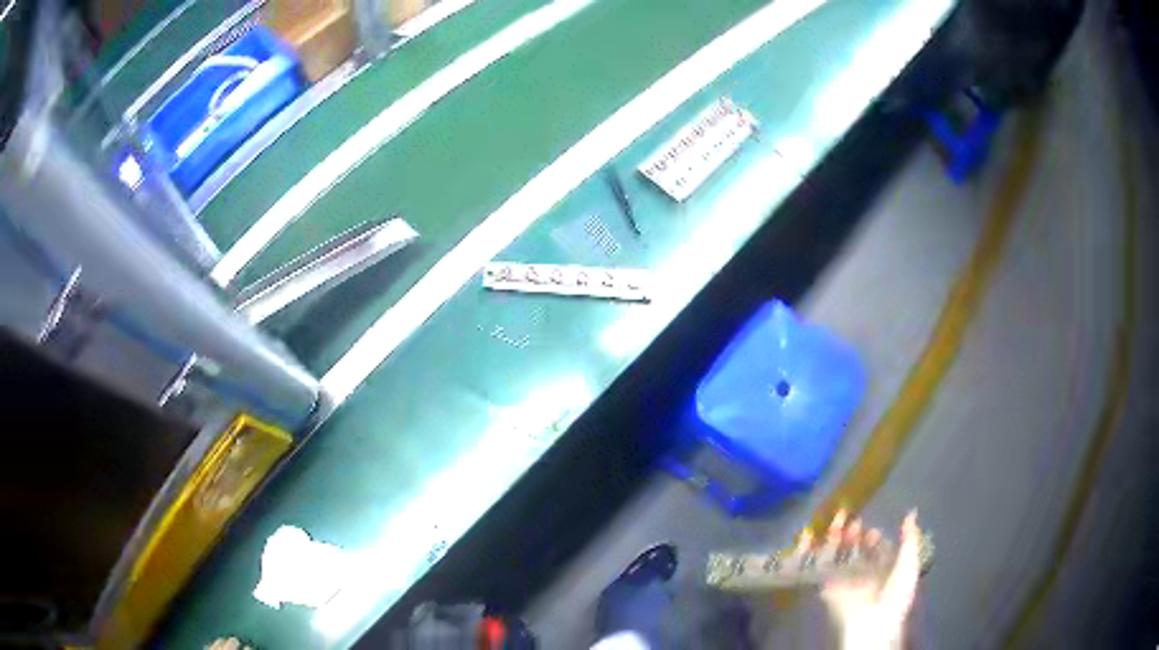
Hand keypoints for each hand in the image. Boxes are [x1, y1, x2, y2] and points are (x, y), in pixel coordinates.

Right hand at [809, 510, 921, 649]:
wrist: (873, 623)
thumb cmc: (896, 594)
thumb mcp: (909, 564)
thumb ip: (909, 539)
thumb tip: (912, 512)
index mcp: (886, 569)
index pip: (879, 549)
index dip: (875, 538)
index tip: (871, 530)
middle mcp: (866, 573)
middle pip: (859, 550)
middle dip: (855, 536)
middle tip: (853, 522)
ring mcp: (847, 580)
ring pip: (841, 555)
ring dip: (838, 540)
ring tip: (838, 524)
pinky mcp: (829, 588)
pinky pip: (822, 568)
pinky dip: (816, 552)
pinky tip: (815, 537)